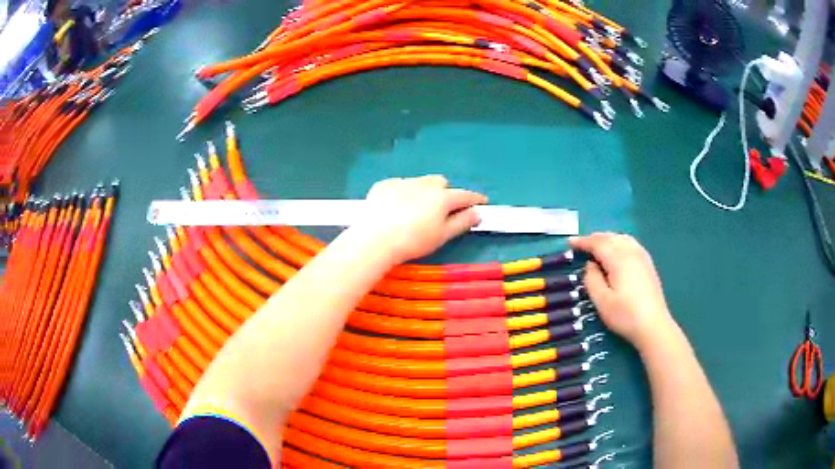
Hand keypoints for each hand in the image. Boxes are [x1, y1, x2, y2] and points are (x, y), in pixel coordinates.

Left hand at [359, 175, 487, 264]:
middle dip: (445, 193)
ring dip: (424, 191)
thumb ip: (462, 223)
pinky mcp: (383, 186)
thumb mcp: (442, 236)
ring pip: (419, 182)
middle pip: (440, 183)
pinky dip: (402, 193)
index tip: (482, 202)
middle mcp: (424, 184)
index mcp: (442, 197)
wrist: (375, 239)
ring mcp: (402, 182)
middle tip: (442, 210)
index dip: (475, 199)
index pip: (465, 195)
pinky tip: (395, 207)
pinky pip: (398, 185)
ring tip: (416, 210)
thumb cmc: (413, 241)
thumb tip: (477, 213)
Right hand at [570, 233, 674, 349]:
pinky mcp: (648, 264)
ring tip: (598, 245)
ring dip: (608, 238)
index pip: (598, 243)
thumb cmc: (625, 315)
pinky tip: (618, 250)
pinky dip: (619, 241)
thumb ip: (592, 280)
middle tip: (581, 244)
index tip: (570, 242)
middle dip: (594, 238)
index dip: (583, 241)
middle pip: (611, 237)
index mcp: (618, 260)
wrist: (653, 325)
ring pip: (622, 238)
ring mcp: (642, 257)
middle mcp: (631, 252)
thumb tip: (590, 265)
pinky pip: (631, 243)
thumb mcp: (602, 301)